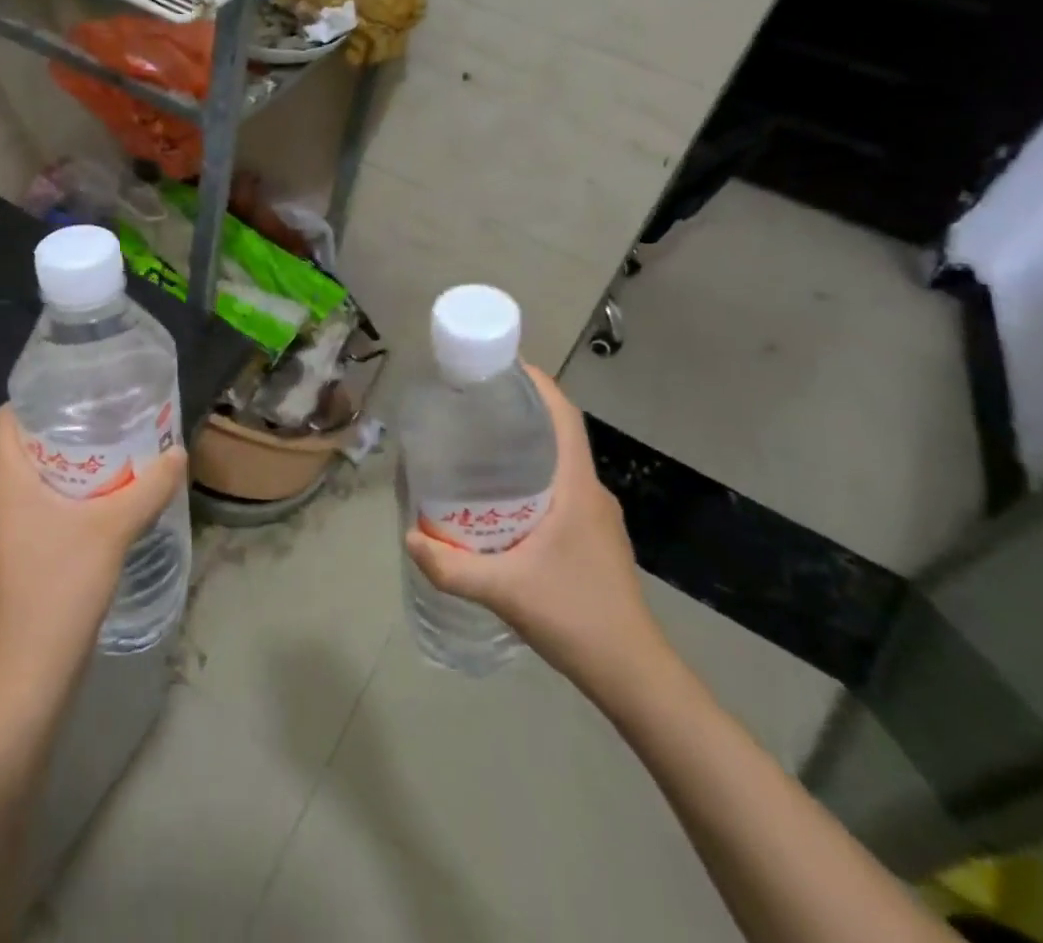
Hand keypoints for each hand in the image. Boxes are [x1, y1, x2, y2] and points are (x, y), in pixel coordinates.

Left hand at [0, 405, 187, 691]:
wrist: (34, 670)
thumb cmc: (62, 585)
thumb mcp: (114, 528)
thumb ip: (149, 486)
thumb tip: (178, 452)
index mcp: (6, 481)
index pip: (5, 419)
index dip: (35, 398)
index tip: (77, 389)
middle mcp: (0, 499)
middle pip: (24, 444)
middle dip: (64, 426)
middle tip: (109, 414)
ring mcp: (8, 529)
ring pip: (36, 476)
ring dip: (71, 461)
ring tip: (116, 447)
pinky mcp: (21, 552)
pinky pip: (42, 503)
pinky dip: (70, 491)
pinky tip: (107, 496)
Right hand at [404, 364, 667, 701]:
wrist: (633, 674)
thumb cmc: (576, 617)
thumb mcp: (505, 591)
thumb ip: (452, 567)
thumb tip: (409, 536)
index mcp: (577, 488)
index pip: (564, 417)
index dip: (539, 384)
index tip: (502, 368)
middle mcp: (591, 493)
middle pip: (558, 436)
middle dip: (519, 415)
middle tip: (472, 411)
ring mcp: (597, 518)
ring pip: (558, 466)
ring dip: (524, 451)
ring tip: (478, 452)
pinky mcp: (594, 539)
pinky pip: (560, 492)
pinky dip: (531, 482)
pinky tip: (500, 505)